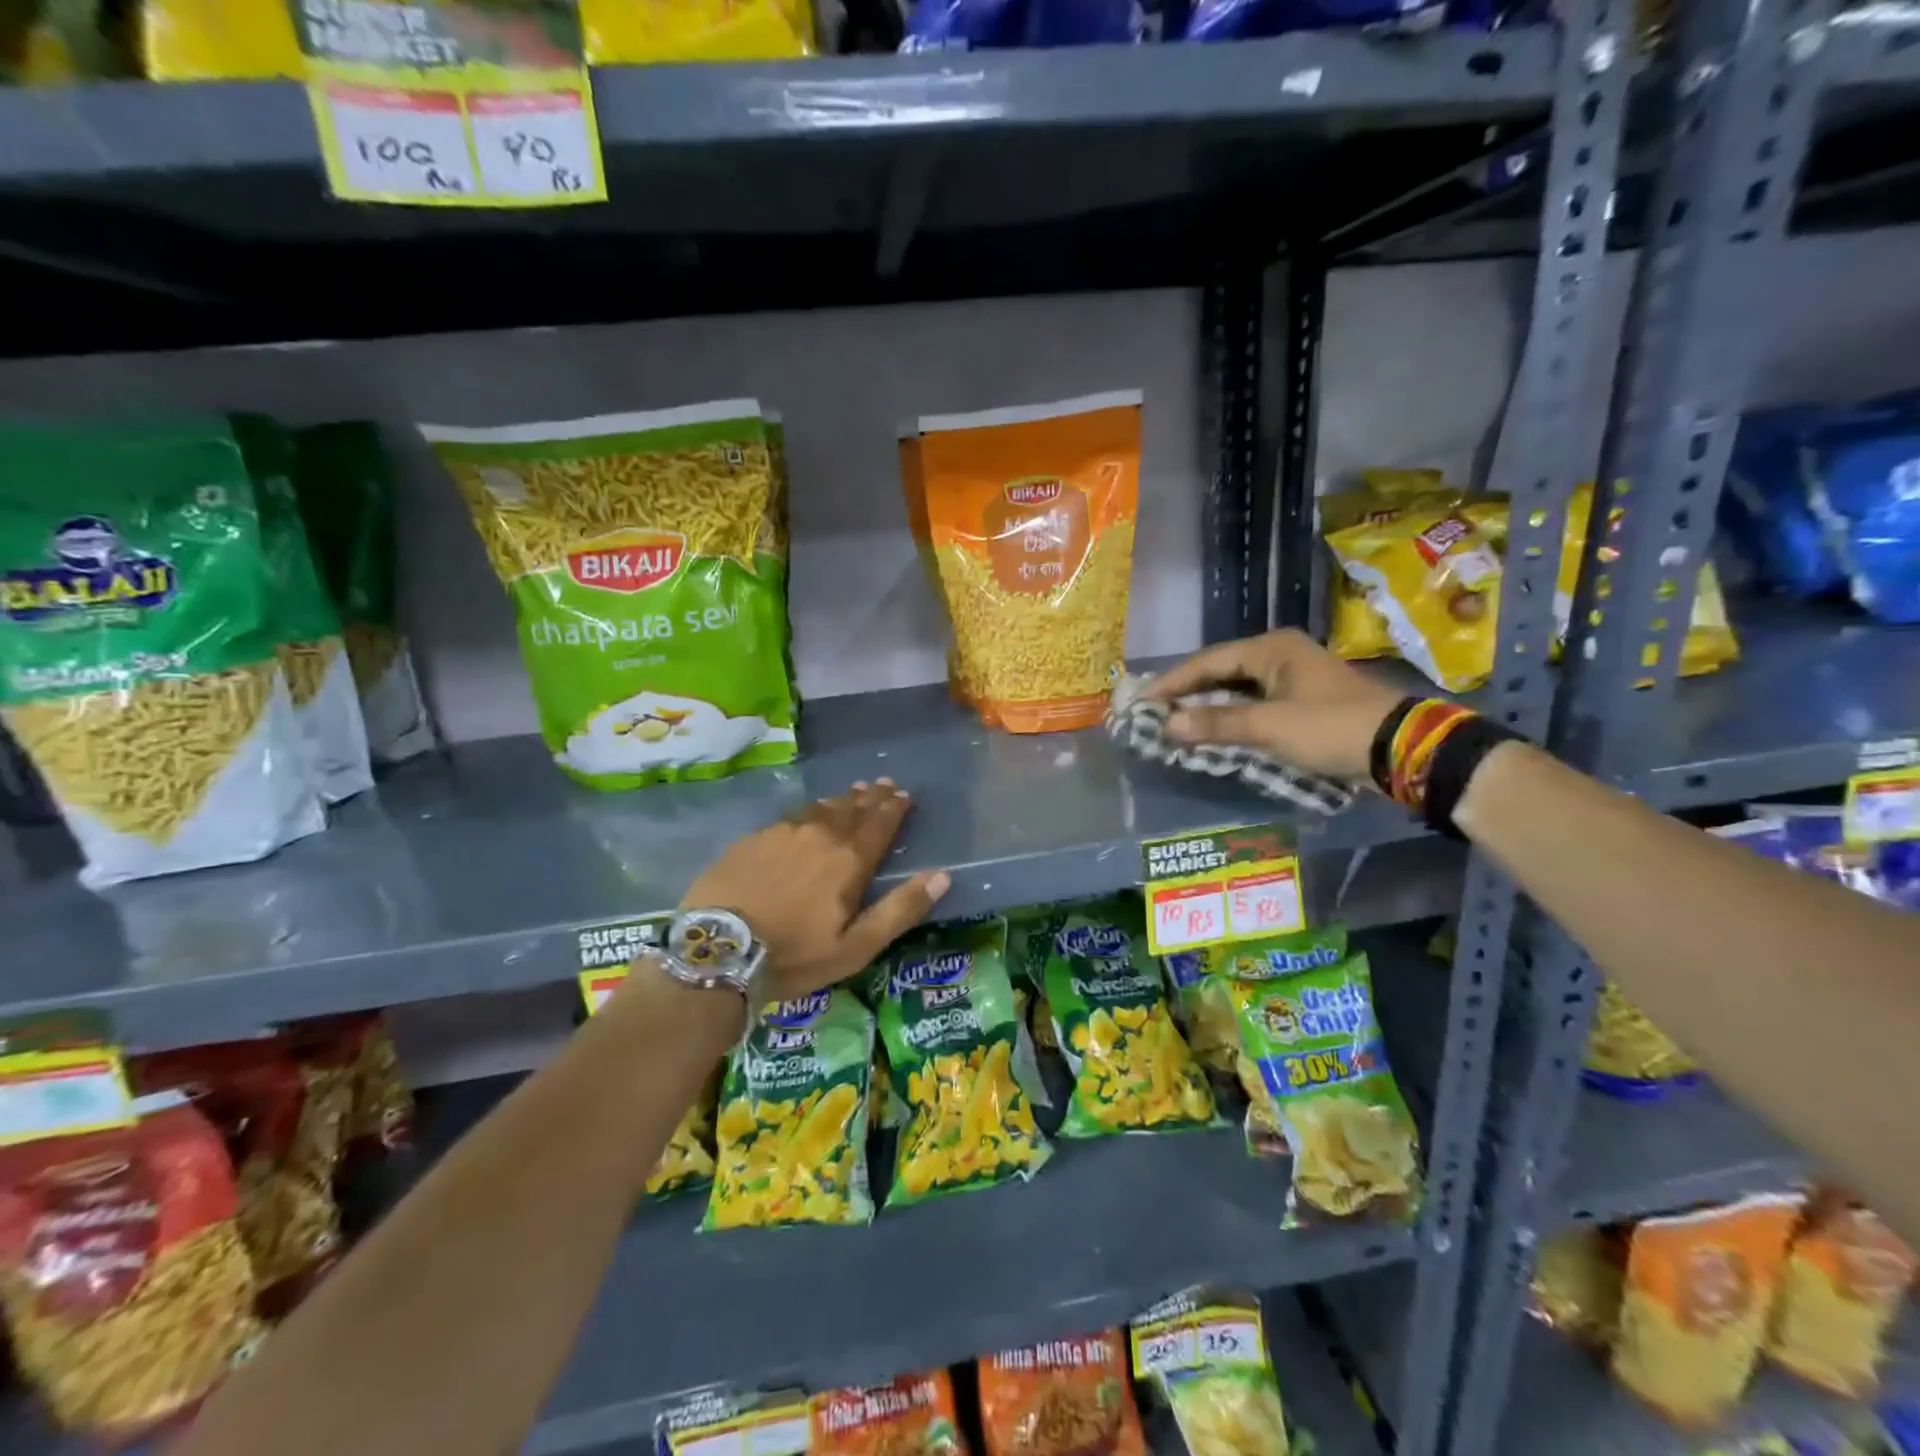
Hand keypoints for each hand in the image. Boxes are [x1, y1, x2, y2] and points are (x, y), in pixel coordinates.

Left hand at [681, 778, 949, 1004]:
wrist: (718, 950)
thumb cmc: (795, 956)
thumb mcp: (856, 946)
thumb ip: (900, 909)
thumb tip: (942, 876)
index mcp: (850, 859)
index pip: (880, 824)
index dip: (895, 808)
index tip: (904, 795)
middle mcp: (821, 835)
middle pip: (852, 809)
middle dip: (871, 797)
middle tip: (883, 785)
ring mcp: (783, 832)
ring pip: (821, 808)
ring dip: (841, 800)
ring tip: (852, 793)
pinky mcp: (753, 839)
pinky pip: (791, 817)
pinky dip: (809, 811)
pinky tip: (807, 815)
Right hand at [1149, 629, 1404, 781]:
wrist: (1402, 748)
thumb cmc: (1331, 727)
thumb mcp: (1269, 726)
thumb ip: (1216, 724)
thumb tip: (1166, 725)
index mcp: (1271, 649)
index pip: (1207, 661)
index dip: (1172, 683)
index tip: (1141, 702)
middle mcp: (1279, 656)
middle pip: (1220, 672)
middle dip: (1187, 694)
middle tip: (1153, 713)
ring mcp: (1292, 679)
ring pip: (1236, 690)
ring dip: (1208, 708)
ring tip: (1175, 725)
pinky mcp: (1302, 702)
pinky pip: (1253, 705)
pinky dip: (1231, 718)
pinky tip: (1212, 733)